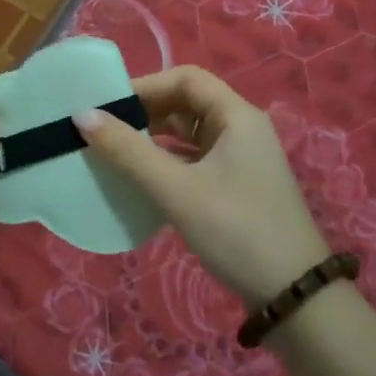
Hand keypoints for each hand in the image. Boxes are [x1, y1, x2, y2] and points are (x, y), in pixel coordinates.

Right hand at [76, 66, 328, 307]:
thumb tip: (82, 115)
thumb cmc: (235, 230)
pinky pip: (195, 160)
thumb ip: (127, 151)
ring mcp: (242, 159)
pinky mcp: (237, 186)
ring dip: (154, 138)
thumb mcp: (176, 189)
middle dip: (146, 111)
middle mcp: (242, 129)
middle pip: (188, 103)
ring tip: (115, 151)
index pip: (186, 79)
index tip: (108, 105)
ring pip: (191, 134)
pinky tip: (141, 178)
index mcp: (236, 116)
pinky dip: (167, 161)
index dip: (145, 85)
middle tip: (105, 129)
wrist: (293, 296)